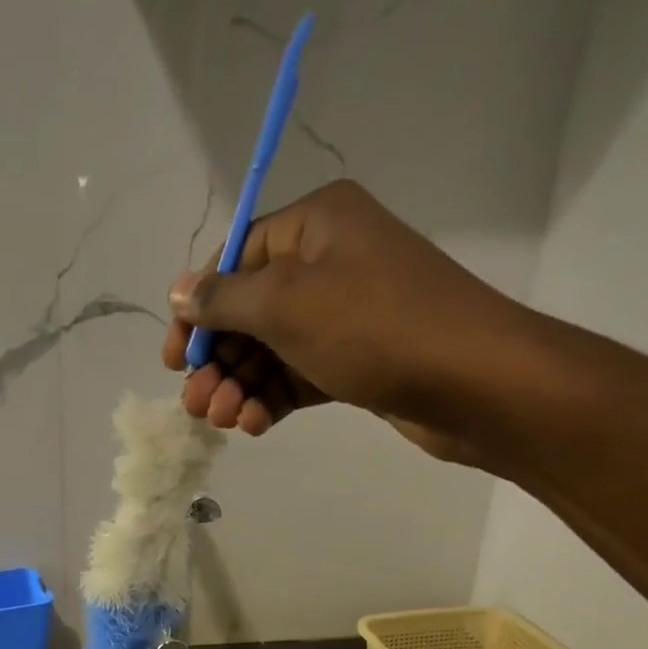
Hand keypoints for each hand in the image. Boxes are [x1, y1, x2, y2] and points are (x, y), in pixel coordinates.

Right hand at [162, 179, 540, 467]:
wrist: (474, 382)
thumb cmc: (374, 326)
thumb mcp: (286, 304)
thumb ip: (224, 298)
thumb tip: (178, 291)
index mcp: (315, 224)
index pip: (235, 258)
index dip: (197, 309)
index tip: (173, 358)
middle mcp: (329, 261)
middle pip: (250, 310)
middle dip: (218, 359)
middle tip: (194, 403)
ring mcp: (345, 313)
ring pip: (272, 348)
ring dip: (240, 385)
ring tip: (221, 421)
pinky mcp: (357, 359)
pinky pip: (300, 374)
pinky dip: (273, 398)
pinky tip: (254, 424)